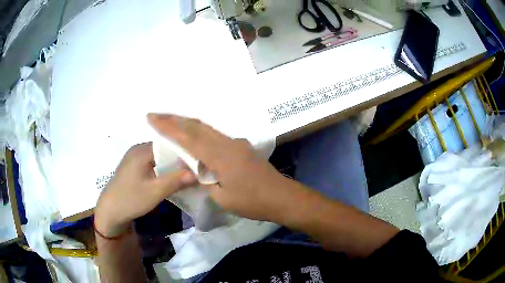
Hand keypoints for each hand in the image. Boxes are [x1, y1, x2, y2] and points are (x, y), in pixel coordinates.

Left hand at [94, 142, 197, 236]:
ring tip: (186, 174)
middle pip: (165, 150)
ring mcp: (135, 156)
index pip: (169, 145)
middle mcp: (138, 148)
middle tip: (195, 170)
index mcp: (142, 150)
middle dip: (180, 160)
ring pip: (160, 157)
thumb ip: (176, 180)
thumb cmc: (131, 199)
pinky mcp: (134, 166)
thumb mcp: (155, 191)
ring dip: (172, 165)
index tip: (199, 164)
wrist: (110, 211)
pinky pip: (153, 162)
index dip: (185, 153)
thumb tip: (199, 173)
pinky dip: (163, 169)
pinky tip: (170, 177)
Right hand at [148, 114, 296, 221]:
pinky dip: (200, 132)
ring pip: (206, 128)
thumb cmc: (253, 202)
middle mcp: (227, 143)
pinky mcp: (241, 147)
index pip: (187, 137)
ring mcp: (236, 143)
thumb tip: (197, 169)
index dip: (168, 126)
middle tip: (156, 115)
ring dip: (187, 123)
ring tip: (170, 122)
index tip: (152, 118)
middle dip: (174, 119)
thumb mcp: (223, 197)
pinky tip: (194, 136)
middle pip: (196, 126)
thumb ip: (206, 180)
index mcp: (219, 155)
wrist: (282, 197)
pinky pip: (216, 135)